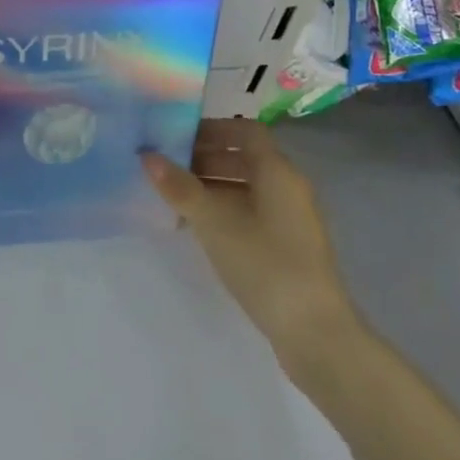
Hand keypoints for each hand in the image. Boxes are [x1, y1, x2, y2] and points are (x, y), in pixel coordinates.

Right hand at [141, 121, 364, 375]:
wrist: (312, 330)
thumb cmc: (264, 263)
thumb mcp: (215, 222)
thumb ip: (180, 188)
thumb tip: (147, 156)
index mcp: (277, 172)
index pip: (246, 131)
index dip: (212, 128)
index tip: (176, 135)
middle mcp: (287, 188)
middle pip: (244, 158)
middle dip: (204, 157)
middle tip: (165, 165)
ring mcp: (288, 219)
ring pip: (244, 187)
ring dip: (210, 185)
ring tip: (171, 196)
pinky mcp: (284, 246)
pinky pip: (249, 212)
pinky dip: (221, 210)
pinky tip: (194, 226)